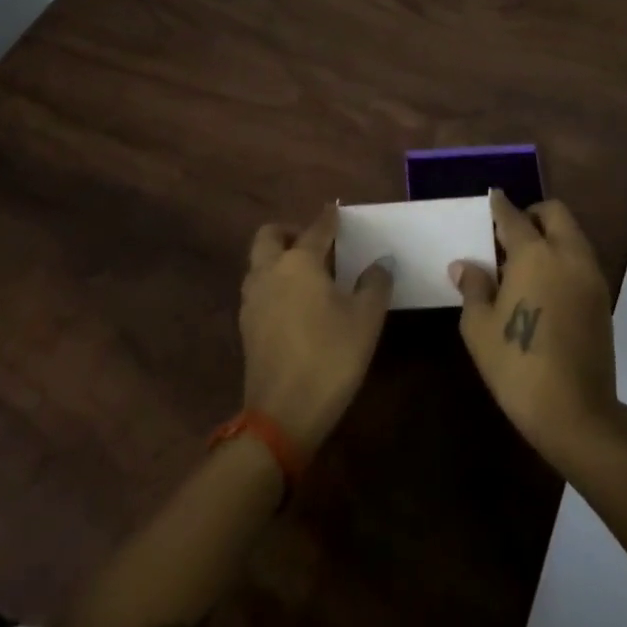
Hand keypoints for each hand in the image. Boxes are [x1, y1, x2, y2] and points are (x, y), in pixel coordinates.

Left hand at [240, 205, 393, 456]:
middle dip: (290, 231)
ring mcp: (253, 300)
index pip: (317, 228)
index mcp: (299, 262)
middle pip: (270, 236)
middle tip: (316, 244)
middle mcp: (270, 271)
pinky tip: (296, 303)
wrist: (282, 416)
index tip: (338, 210)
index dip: (330, 218)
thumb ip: (375, 283)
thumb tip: (380, 262)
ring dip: (278, 258)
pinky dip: (274, 283)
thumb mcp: (366, 318)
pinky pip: (258, 289)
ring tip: (308, 274)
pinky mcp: (247, 327)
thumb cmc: (330, 357)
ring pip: (259, 262)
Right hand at [452, 191, 622, 474]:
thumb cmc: (517, 366)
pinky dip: (563, 256)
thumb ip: (473, 287)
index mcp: (535, 254)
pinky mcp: (602, 298)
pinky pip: (581, 259)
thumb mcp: (479, 327)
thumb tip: (464, 265)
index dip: (500, 206)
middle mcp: (567, 254)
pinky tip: (544, 284)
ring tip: (525, 262)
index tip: (493, 198)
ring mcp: (590, 275)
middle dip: (532, 213)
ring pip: (572, 234)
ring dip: (551, 234)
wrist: (576, 413)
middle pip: (554, 213)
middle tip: (510, 233)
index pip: (514, 216)